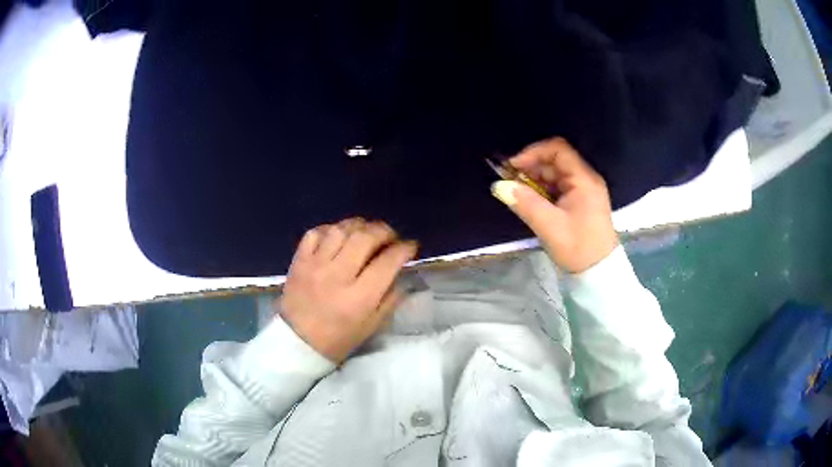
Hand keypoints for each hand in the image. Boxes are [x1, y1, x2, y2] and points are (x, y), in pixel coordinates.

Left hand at [279, 218, 417, 362]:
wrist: (298, 342)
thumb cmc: (339, 338)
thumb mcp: (372, 325)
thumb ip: (391, 298)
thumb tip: (402, 272)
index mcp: (359, 298)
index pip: (387, 262)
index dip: (404, 249)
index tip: (411, 246)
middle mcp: (337, 276)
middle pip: (365, 238)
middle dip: (384, 231)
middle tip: (390, 236)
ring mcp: (315, 265)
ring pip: (341, 230)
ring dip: (359, 225)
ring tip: (366, 231)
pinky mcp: (299, 260)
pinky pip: (316, 232)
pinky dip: (331, 229)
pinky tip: (339, 235)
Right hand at [491, 137, 618, 272]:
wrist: (599, 272)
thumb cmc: (578, 248)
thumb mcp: (549, 226)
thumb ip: (524, 203)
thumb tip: (498, 186)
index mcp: (583, 179)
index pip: (558, 149)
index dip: (533, 153)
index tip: (513, 167)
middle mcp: (585, 179)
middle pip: (555, 161)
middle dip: (531, 168)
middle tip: (510, 182)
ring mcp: (584, 191)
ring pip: (555, 175)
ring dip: (535, 180)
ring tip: (517, 193)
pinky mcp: (580, 202)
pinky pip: (558, 188)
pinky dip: (542, 191)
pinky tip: (531, 202)